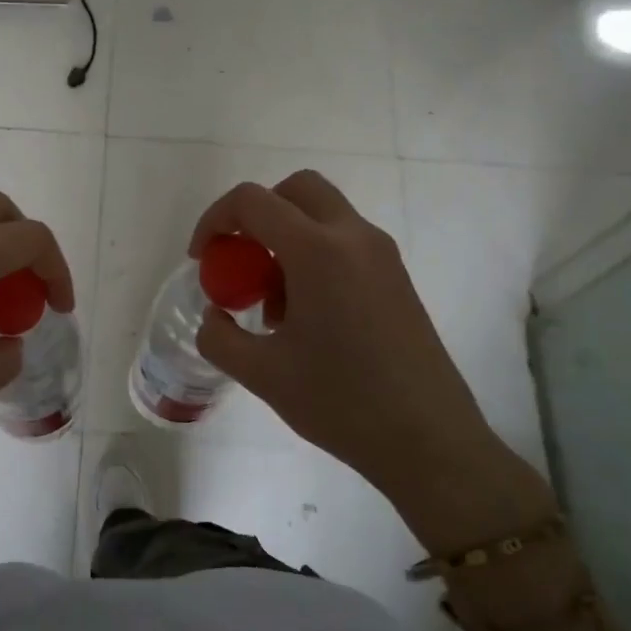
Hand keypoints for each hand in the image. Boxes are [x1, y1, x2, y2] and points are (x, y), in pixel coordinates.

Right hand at [190, 171, 553, 552]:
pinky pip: (344, 242)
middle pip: (297, 189)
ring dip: (286, 237)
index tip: (202, 260)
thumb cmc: (340, 402)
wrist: (428, 440)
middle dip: (257, 213)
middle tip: (238, 259)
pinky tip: (306, 316)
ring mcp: (382, 255)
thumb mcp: (261, 374)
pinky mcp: (396, 277)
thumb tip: (214, 315)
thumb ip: (219, 336)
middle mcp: (354, 238)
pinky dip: (313, 255)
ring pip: (323, 215)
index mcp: (318, 251)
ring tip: (271, 303)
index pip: (253, 201)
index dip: (215, 220)